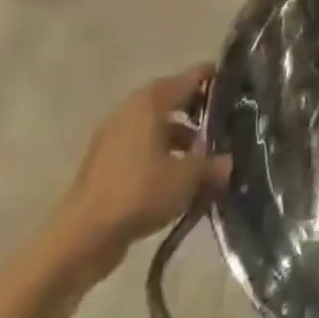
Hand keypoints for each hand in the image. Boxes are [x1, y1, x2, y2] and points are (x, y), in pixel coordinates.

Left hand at [47, 67, 229, 286]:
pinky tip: (178, 180)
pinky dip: (162, 156)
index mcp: (151, 101)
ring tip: (205, 157)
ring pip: (157, 127)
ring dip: (181, 137)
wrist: (80, 239)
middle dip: (199, 111)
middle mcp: (131, 111)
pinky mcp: (105, 165)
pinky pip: (143, 149)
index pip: (191, 77)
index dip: (215, 79)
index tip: (238, 86)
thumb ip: (212, 165)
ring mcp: (114, 138)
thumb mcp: (186, 178)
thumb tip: (228, 163)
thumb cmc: (138, 193)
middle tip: (226, 122)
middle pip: (173, 100)